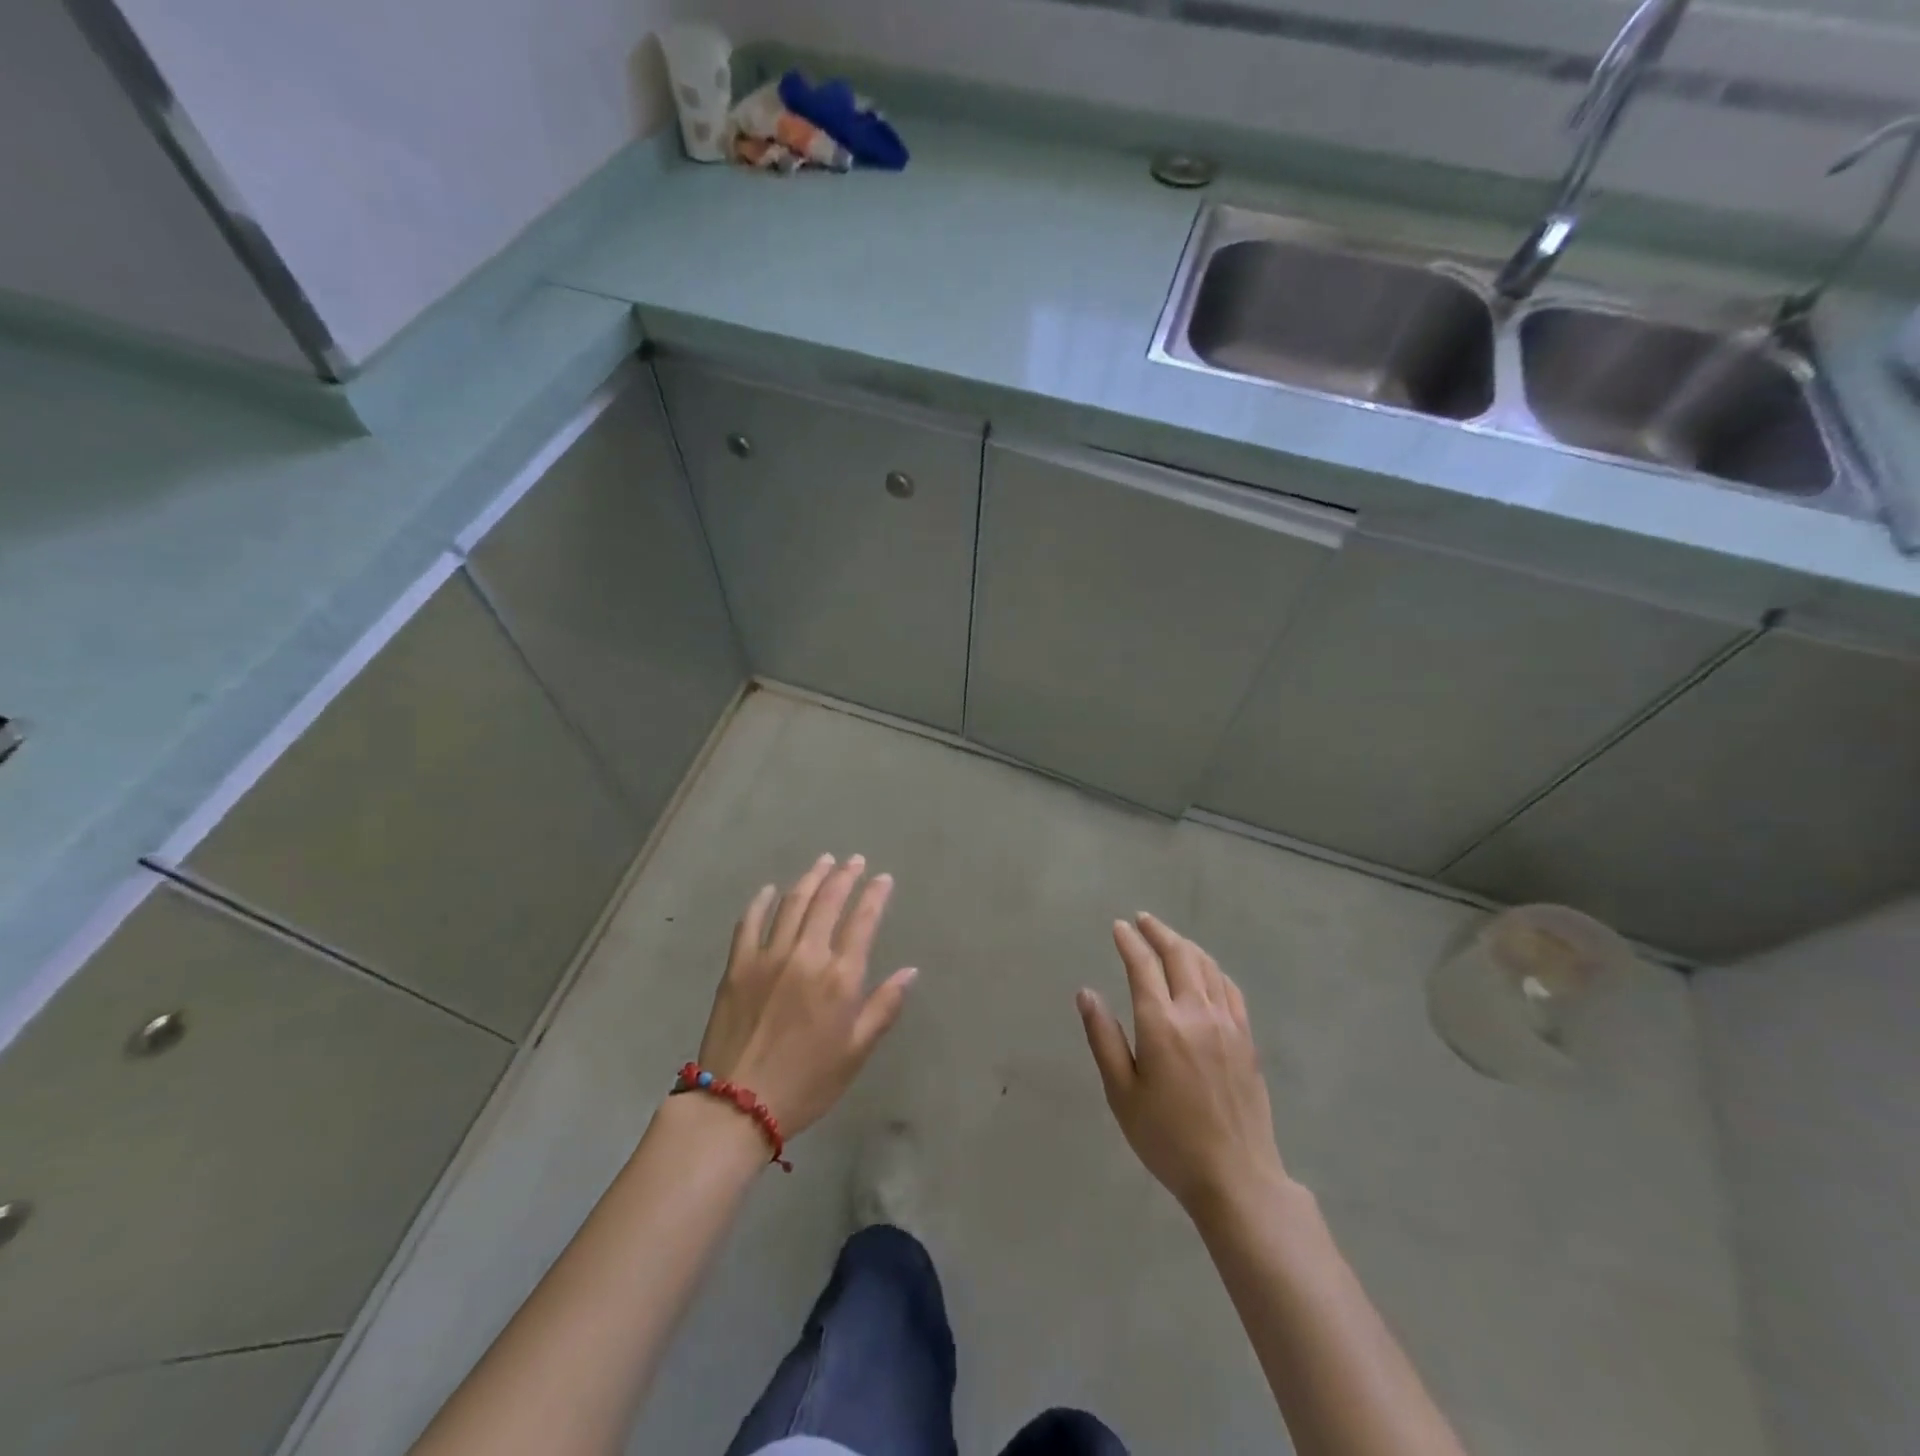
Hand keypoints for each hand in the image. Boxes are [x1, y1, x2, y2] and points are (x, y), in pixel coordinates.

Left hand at [697, 854, 916, 1136]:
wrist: (737, 1105)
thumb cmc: (807, 1082)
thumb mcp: (857, 1052)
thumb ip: (884, 1006)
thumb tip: (910, 971)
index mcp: (839, 977)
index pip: (862, 922)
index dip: (875, 895)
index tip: (883, 878)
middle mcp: (806, 956)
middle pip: (827, 902)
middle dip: (844, 876)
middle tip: (854, 860)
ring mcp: (768, 957)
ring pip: (792, 904)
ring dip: (810, 879)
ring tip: (823, 862)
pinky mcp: (737, 966)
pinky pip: (749, 923)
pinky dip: (761, 902)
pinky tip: (770, 890)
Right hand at [1078, 912, 1288, 1217]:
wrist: (1235, 1177)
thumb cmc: (1167, 1139)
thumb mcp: (1122, 1093)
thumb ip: (1103, 1038)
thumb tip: (1086, 993)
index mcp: (1161, 1024)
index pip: (1142, 966)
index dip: (1129, 941)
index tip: (1118, 927)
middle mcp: (1196, 1013)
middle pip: (1179, 956)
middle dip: (1158, 932)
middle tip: (1141, 921)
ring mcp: (1227, 1024)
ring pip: (1207, 966)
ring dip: (1185, 945)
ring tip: (1169, 939)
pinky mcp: (1247, 1038)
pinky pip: (1230, 988)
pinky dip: (1212, 969)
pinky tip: (1206, 971)